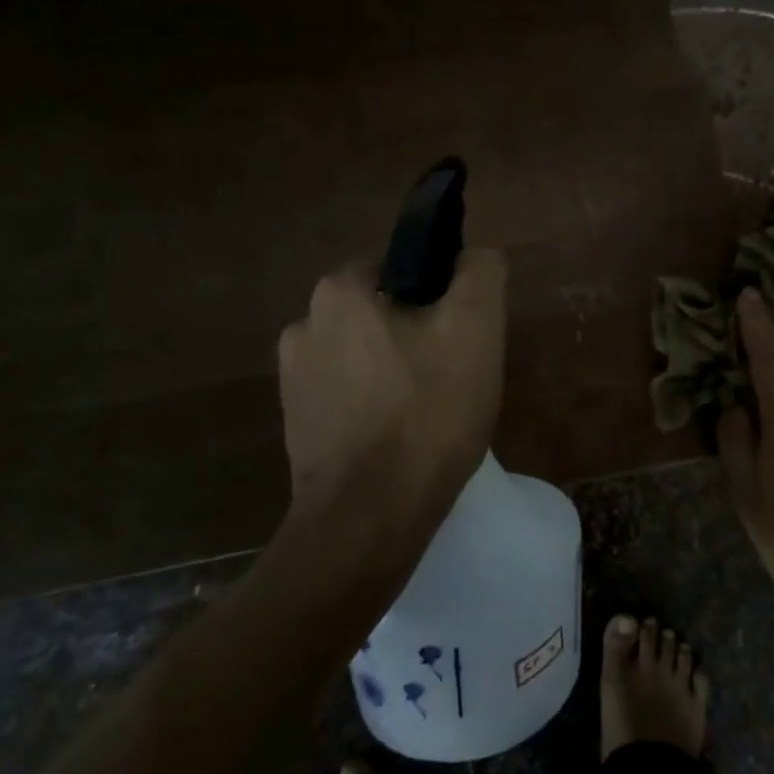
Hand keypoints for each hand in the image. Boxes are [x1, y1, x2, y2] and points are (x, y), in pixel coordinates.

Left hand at [278, 249, 506, 531]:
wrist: (371, 516)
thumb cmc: (428, 411)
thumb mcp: (476, 326)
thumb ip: (480, 272)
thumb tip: (472, 257)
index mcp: (338, 292)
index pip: (405, 270)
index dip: (442, 299)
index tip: (463, 338)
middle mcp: (303, 327)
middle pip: (385, 315)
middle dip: (420, 338)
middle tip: (455, 377)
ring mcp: (294, 382)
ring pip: (368, 357)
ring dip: (397, 373)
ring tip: (431, 414)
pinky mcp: (297, 427)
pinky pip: (351, 398)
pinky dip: (376, 408)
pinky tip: (401, 439)